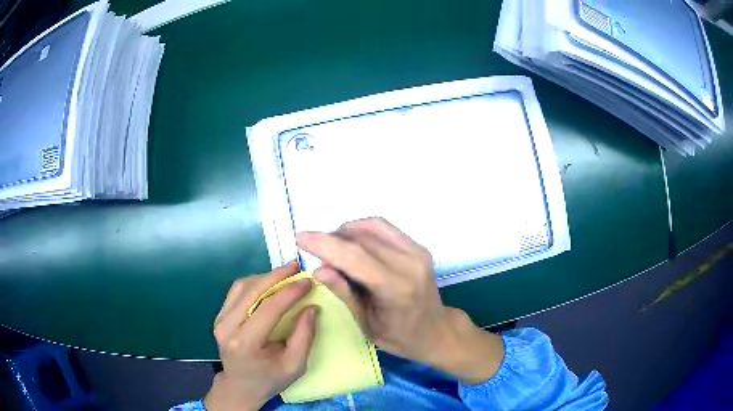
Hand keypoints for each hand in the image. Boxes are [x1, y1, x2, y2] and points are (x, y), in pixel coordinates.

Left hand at [205, 262, 317, 410]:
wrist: (240, 386)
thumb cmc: (270, 379)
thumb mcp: (295, 365)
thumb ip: (304, 336)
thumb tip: (312, 307)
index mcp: (245, 343)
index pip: (268, 309)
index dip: (289, 292)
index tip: (308, 281)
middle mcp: (227, 327)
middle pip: (252, 291)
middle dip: (276, 276)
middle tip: (297, 266)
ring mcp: (220, 320)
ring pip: (242, 287)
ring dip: (265, 277)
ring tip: (286, 273)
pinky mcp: (219, 316)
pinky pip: (236, 291)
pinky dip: (254, 283)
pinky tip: (269, 282)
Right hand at [297, 218, 503, 384]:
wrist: (436, 331)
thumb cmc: (400, 337)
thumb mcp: (366, 324)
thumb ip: (344, 293)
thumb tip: (318, 268)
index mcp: (396, 288)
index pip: (354, 256)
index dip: (324, 244)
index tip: (300, 238)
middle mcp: (410, 263)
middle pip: (361, 237)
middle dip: (331, 238)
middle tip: (315, 251)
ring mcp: (417, 251)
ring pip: (372, 226)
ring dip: (346, 232)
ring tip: (333, 248)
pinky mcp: (418, 247)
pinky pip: (384, 228)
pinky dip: (363, 231)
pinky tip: (353, 245)